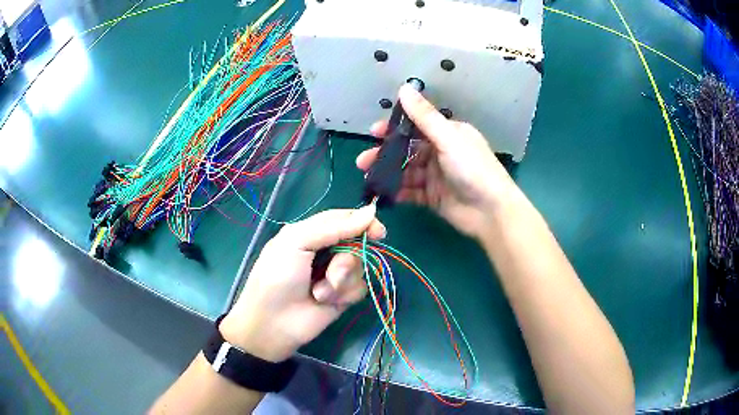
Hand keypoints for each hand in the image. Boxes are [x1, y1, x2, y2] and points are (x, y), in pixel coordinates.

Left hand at [220, 206, 385, 361]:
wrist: (273, 324)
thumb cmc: (277, 278)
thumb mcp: (297, 243)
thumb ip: (333, 227)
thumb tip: (371, 211)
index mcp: (311, 232)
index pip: (344, 219)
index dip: (363, 223)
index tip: (378, 232)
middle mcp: (325, 251)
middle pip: (357, 243)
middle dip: (348, 260)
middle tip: (333, 273)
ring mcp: (335, 274)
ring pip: (360, 267)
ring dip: (341, 280)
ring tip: (319, 292)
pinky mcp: (342, 296)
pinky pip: (359, 288)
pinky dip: (344, 294)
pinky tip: (325, 301)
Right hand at [357, 84, 517, 238]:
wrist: (490, 212)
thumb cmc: (473, 169)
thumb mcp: (448, 138)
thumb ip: (424, 116)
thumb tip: (404, 87)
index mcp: (448, 134)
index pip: (416, 126)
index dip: (394, 128)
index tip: (373, 133)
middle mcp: (441, 152)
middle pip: (407, 150)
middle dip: (385, 154)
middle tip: (363, 161)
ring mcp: (436, 176)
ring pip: (406, 171)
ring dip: (388, 173)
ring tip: (369, 178)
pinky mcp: (433, 196)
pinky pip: (411, 191)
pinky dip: (398, 191)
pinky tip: (384, 193)